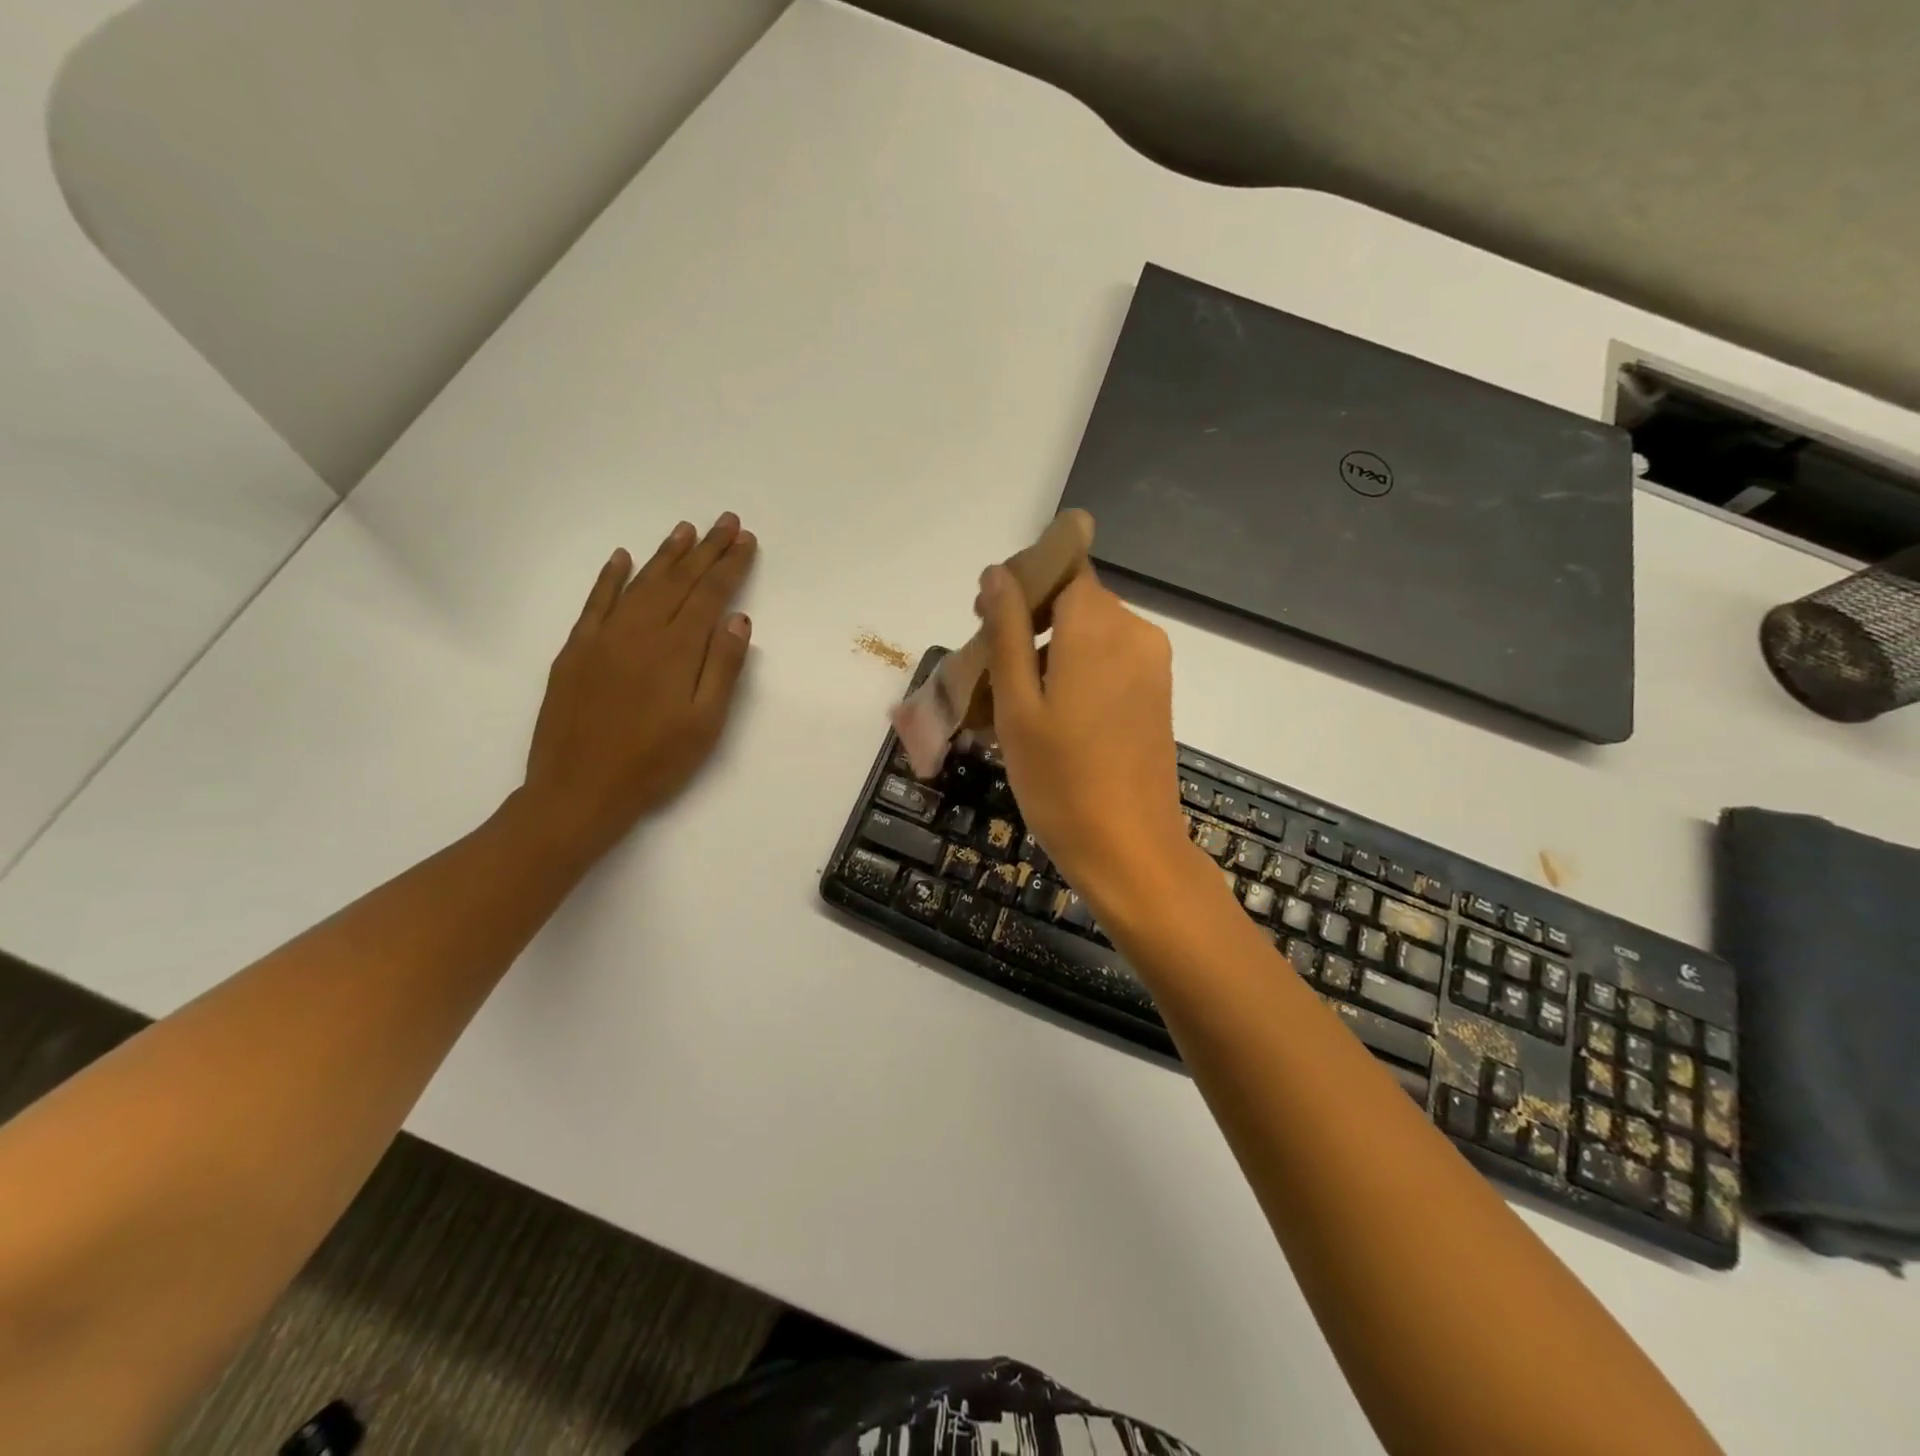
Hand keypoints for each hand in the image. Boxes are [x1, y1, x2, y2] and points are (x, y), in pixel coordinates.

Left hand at [521, 513, 757, 858]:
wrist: (578, 791)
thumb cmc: (653, 764)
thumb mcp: (704, 725)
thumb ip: (722, 668)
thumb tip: (737, 619)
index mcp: (675, 650)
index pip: (709, 595)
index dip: (730, 566)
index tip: (746, 540)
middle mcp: (639, 632)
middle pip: (677, 580)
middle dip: (705, 549)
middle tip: (726, 522)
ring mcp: (603, 638)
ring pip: (639, 583)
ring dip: (665, 555)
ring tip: (685, 530)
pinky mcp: (576, 651)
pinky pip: (595, 602)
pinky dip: (609, 577)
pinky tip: (621, 557)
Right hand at [977, 563, 1198, 914]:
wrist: (1130, 849)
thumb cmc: (1060, 780)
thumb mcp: (1017, 706)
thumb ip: (1007, 631)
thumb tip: (998, 572)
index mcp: (1098, 626)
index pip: (1061, 568)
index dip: (1022, 583)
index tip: (984, 617)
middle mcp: (1134, 631)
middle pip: (1077, 599)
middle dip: (1032, 618)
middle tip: (989, 663)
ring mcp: (1152, 663)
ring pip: (1093, 631)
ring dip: (1053, 647)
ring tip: (1014, 695)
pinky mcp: (1158, 692)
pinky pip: (1112, 659)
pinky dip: (1079, 668)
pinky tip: (1052, 710)